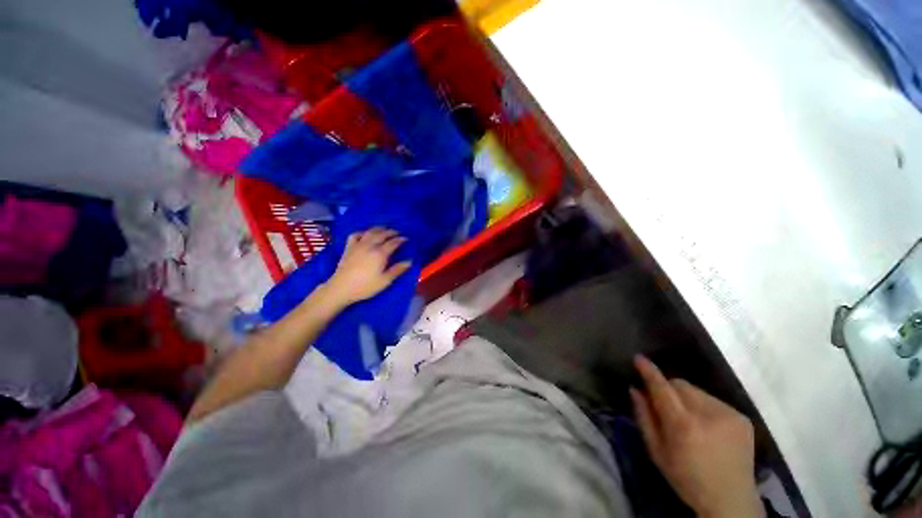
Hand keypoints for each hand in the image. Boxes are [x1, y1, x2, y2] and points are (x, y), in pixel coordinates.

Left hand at [324, 228, 411, 305]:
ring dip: (379, 229)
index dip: (401, 239)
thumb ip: (398, 269)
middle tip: (398, 233)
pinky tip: (365, 234)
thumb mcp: (385, 280)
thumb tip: (410, 261)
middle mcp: (370, 245)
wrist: (341, 288)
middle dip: (391, 232)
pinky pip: (355, 235)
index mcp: (380, 253)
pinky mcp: (349, 247)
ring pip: (370, 232)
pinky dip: (362, 232)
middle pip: (382, 234)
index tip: (406, 239)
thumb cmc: (365, 286)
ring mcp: (358, 245)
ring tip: (385, 229)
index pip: (393, 242)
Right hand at [630, 355, 763, 517]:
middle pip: (680, 384)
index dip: (649, 371)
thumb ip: (644, 417)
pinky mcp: (742, 418)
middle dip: (668, 389)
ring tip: (689, 421)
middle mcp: (708, 414)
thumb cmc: (686, 479)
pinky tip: (707, 428)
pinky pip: (713, 401)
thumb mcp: (656, 452)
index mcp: (684, 425)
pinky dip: (703, 407)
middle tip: (665, 406)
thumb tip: (635, 389)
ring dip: (686, 399)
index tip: (639, 358)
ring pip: (696, 391)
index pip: (662, 388)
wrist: (732, 501)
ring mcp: (729, 415)